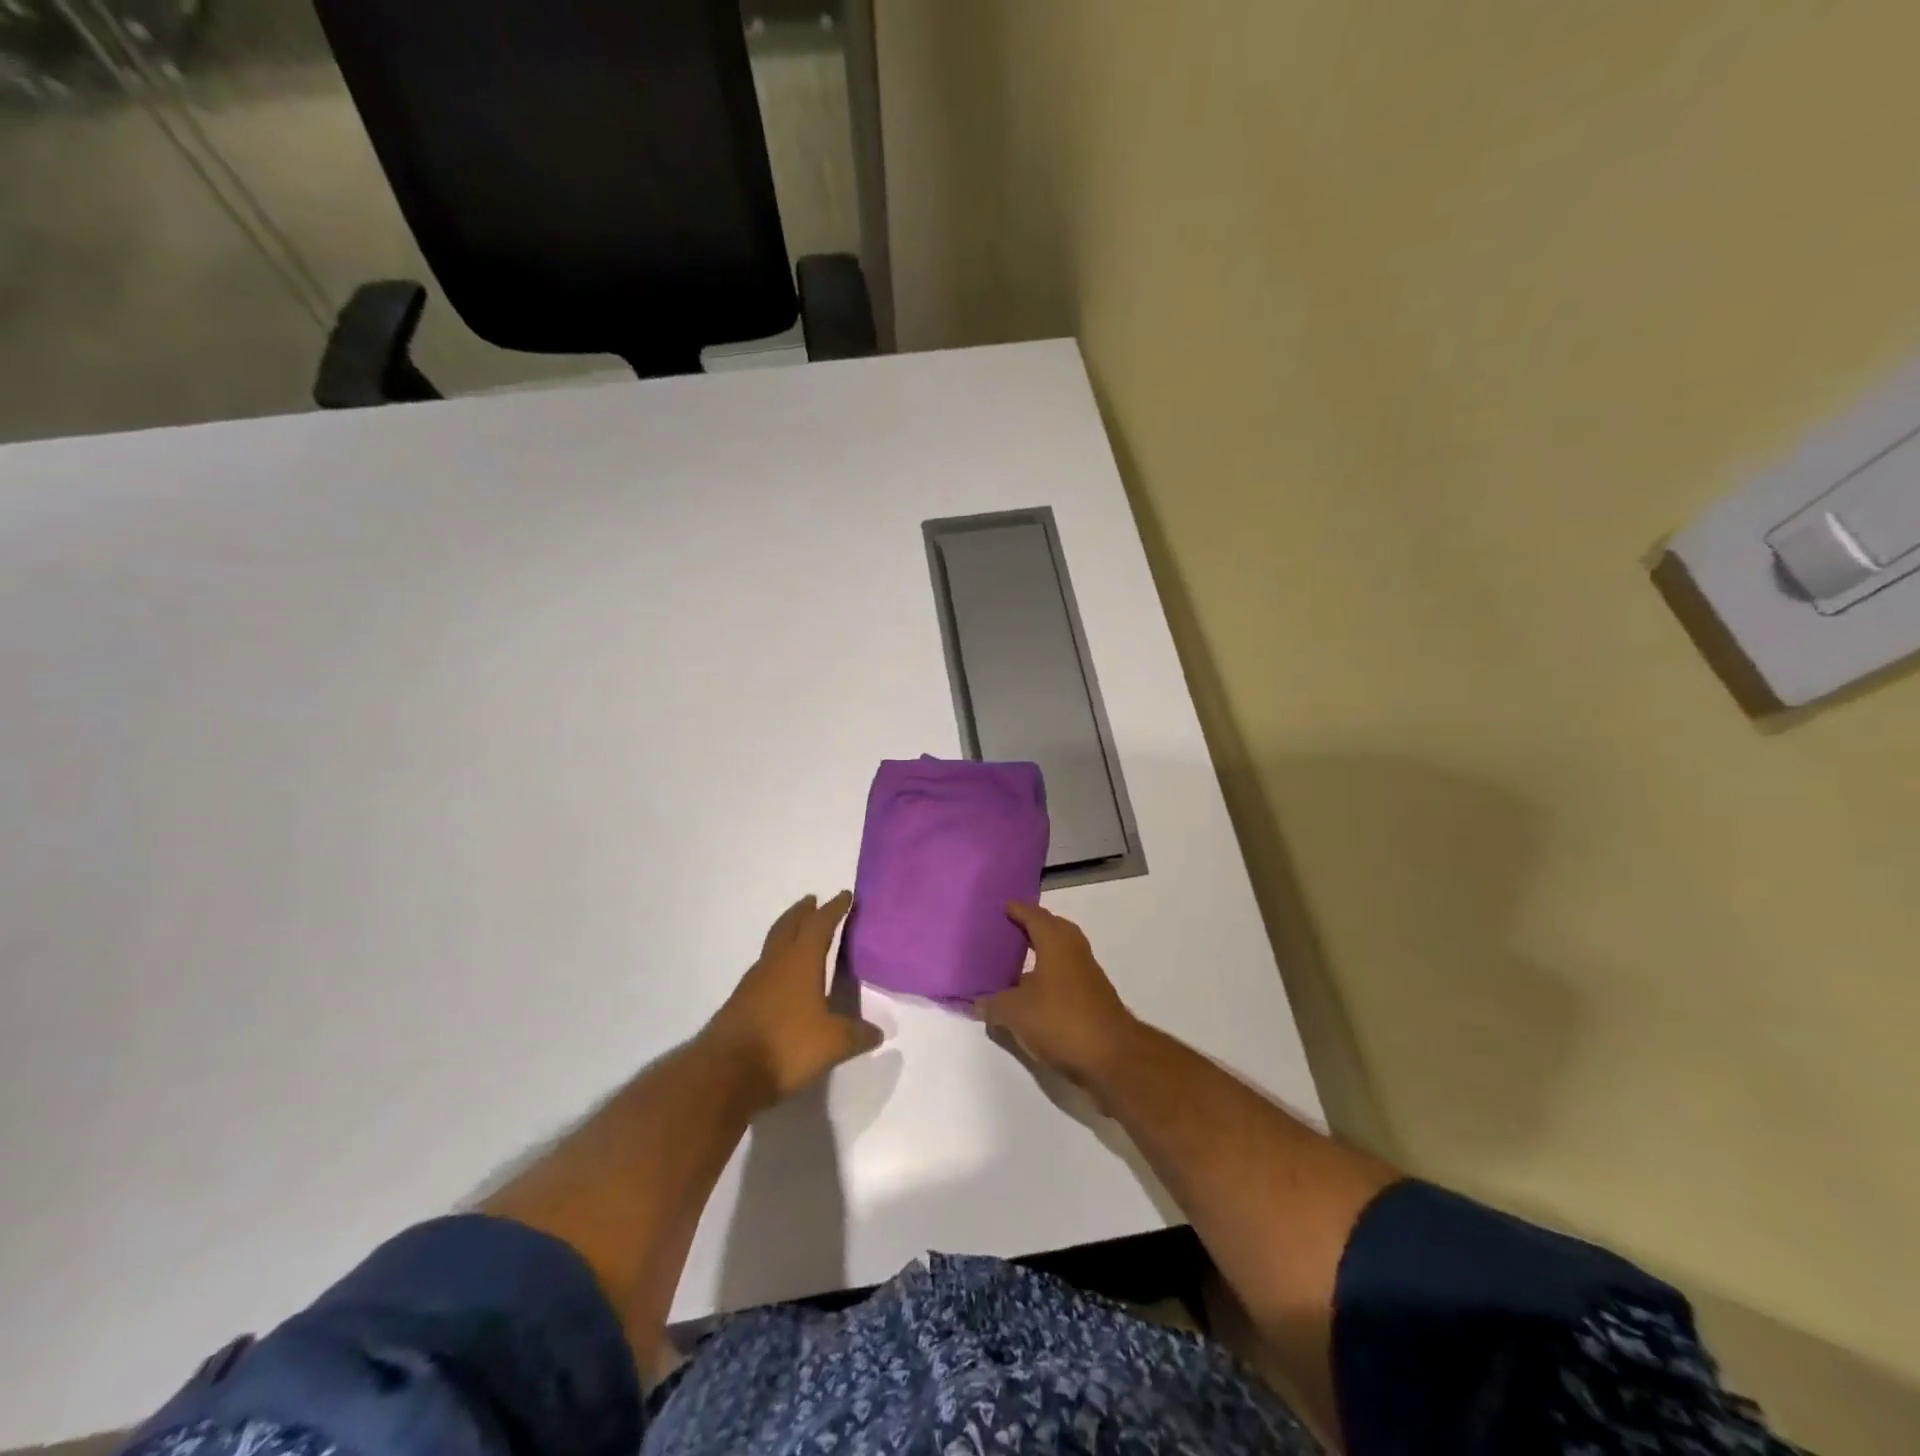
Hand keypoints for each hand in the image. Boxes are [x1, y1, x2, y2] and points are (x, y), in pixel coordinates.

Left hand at [704, 891, 881, 1106]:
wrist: (726, 1072)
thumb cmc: (786, 1045)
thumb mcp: (833, 1043)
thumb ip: (856, 1035)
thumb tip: (878, 1032)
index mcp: (801, 961)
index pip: (820, 925)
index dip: (834, 909)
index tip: (844, 895)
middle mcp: (775, 963)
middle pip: (789, 926)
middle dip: (802, 912)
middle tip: (812, 901)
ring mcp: (753, 982)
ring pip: (772, 946)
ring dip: (786, 933)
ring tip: (798, 935)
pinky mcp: (740, 1002)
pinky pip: (763, 970)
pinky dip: (776, 962)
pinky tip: (780, 978)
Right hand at [976, 902, 1141, 1088]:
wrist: (1112, 1058)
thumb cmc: (1061, 1021)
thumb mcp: (1016, 1013)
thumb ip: (993, 1004)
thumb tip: (977, 1001)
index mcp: (1057, 942)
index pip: (1035, 916)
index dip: (1018, 910)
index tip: (1003, 907)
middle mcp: (1075, 952)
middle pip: (1053, 930)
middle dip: (1032, 928)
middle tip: (1008, 932)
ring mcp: (1088, 976)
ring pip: (1061, 955)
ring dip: (1041, 956)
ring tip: (1014, 965)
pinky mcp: (1093, 1000)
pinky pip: (1065, 978)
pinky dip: (1048, 979)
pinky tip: (1031, 997)